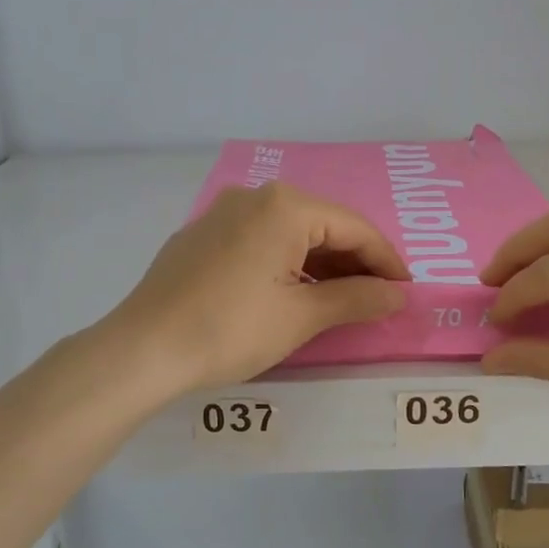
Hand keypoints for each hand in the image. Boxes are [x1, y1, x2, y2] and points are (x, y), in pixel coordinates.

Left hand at [103, 183, 408, 393]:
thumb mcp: (301, 317)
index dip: (386, 261)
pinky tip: (294, 292)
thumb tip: (397, 295)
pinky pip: (260, 240)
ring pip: (290, 233)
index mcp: (284, 207)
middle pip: (322, 225)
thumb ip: (356, 299)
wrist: (143, 350)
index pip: (354, 228)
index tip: (405, 291)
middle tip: (377, 298)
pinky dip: (286, 263)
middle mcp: (254, 197)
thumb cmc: (230, 329)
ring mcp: (223, 213)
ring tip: (342, 300)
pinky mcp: (202, 236)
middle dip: (354, 262)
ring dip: (321, 265)